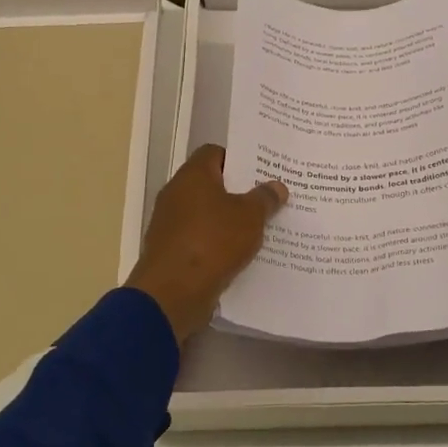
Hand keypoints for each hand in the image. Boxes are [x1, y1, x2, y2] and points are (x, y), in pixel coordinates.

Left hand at [127, 145, 287, 343]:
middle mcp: (176, 194)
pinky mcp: (171, 251)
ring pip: (206, 214)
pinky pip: (200, 239)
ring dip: (229, 220)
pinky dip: (217, 243)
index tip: (262, 171)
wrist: (173, 293)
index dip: (239, 159)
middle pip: (211, 184)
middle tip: (268, 199)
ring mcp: (170, 223)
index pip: (215, 153)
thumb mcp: (250, 217)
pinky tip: (241, 253)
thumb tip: (277, 186)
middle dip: (238, 192)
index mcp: (193, 175)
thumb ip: (264, 198)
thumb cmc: (213, 242)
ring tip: (261, 227)